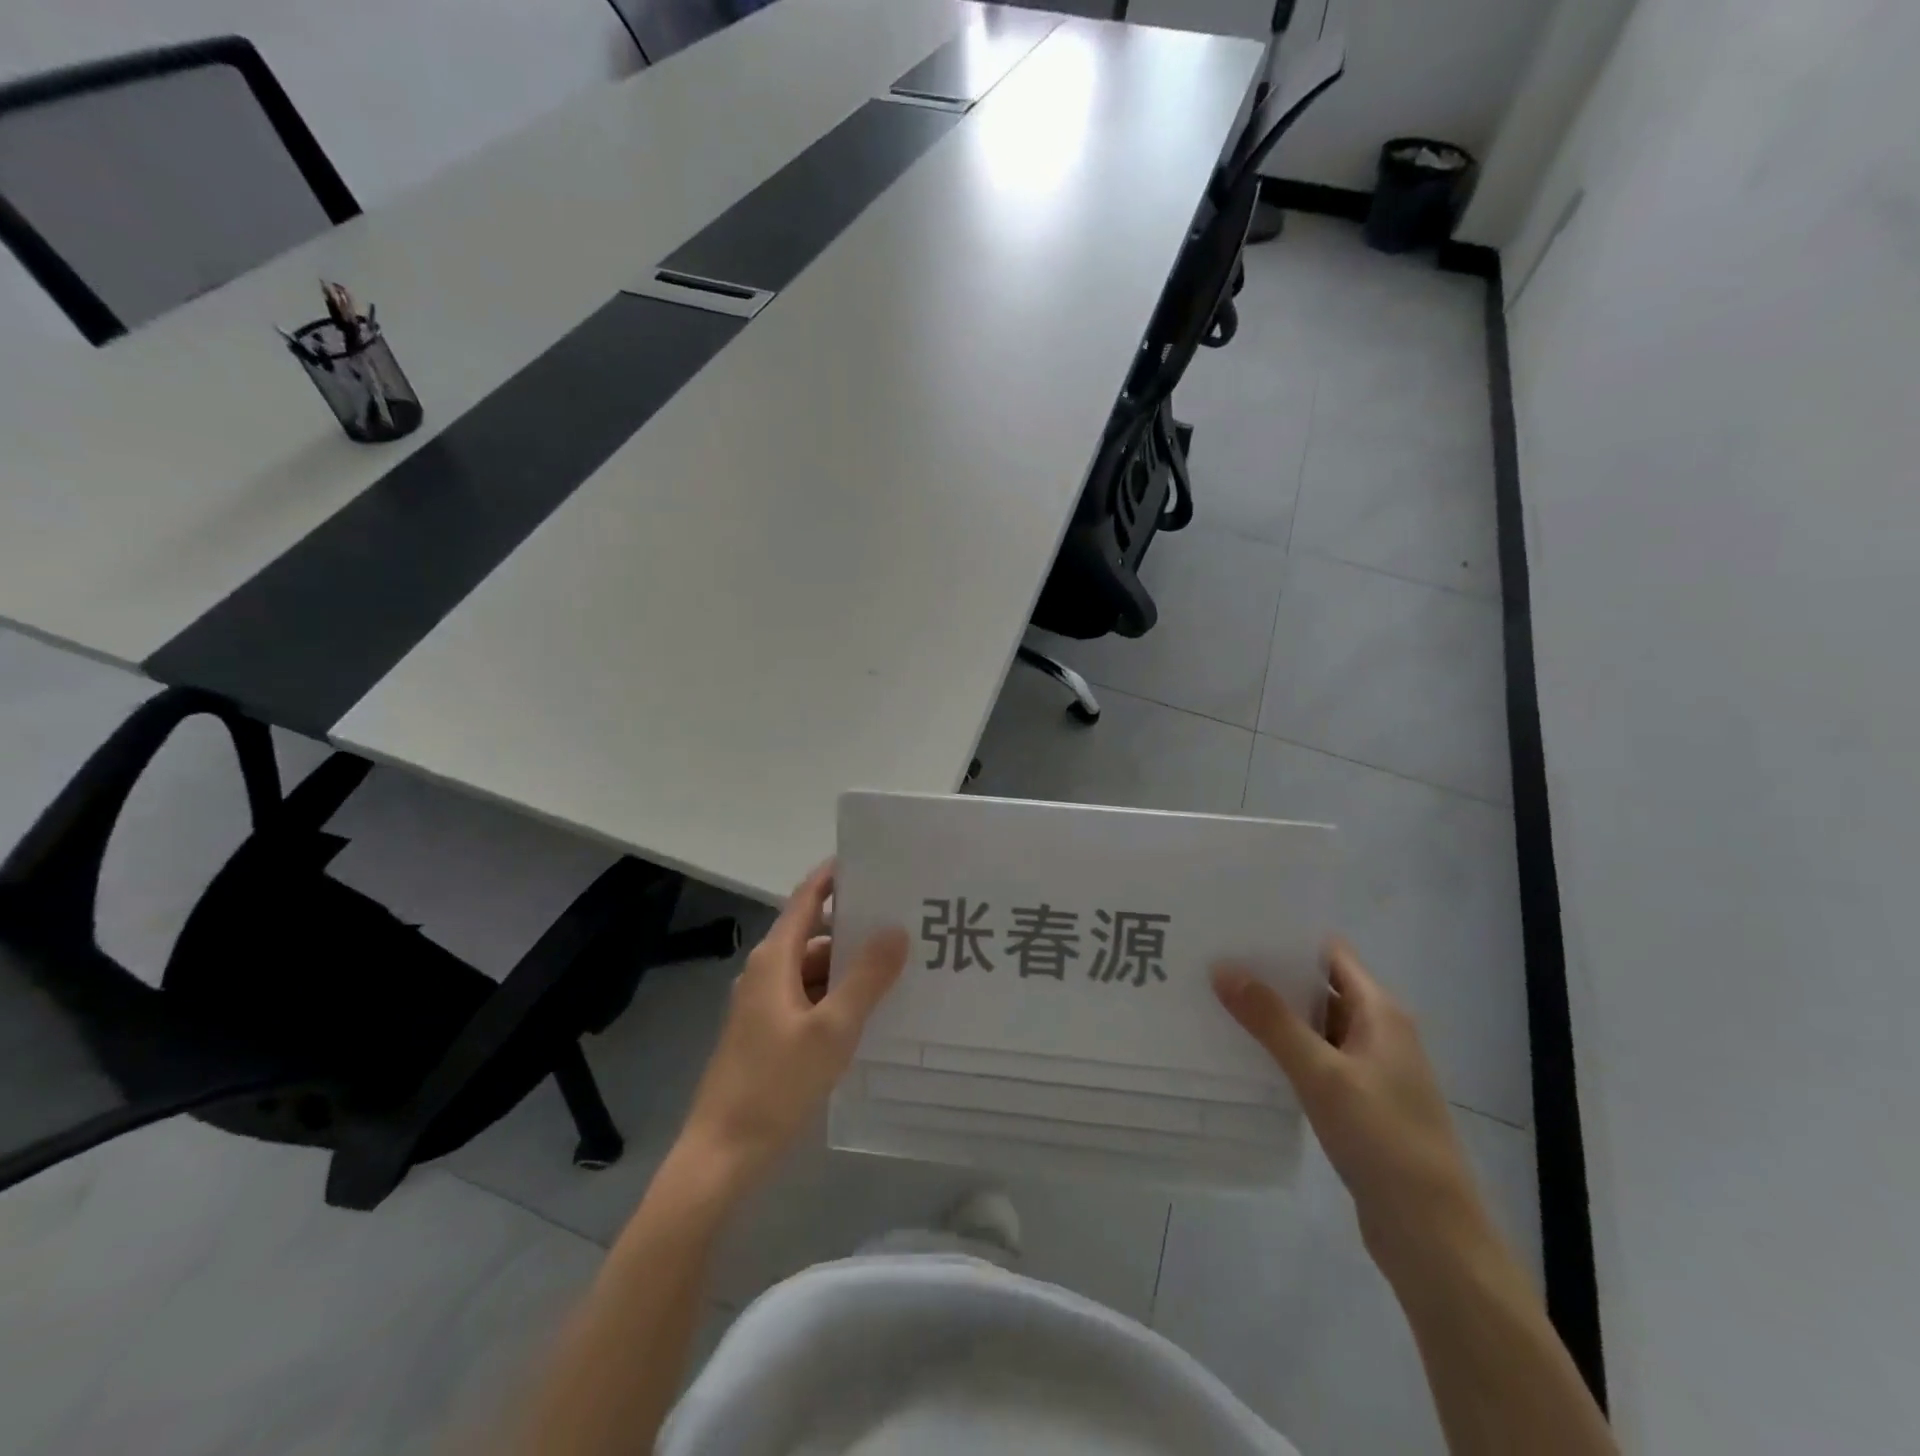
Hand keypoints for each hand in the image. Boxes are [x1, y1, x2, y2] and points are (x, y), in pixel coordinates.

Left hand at [679, 862, 906, 1188]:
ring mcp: (763, 1005)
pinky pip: (808, 998)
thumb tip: (896, 929)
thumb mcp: (832, 1029)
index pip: (806, 898)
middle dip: (856, 928)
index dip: (835, 877)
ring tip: (898, 966)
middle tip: (905, 922)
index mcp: (774, 959)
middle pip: (814, 934)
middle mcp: (766, 972)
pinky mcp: (767, 1034)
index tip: (874, 863)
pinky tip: (869, 1011)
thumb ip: (867, 977)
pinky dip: (836, 996)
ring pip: (813, 970)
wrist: (722, 1155)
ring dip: (849, 967)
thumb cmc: (775, 1084)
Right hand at [1212, 940, 1492, 1272]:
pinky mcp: (1357, 1102)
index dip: (1288, 937)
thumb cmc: (1384, 1141)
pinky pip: (1314, 1059)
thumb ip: (1272, 1021)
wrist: (1432, 1236)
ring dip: (1273, 1014)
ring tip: (1216, 998)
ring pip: (1313, 1025)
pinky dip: (1282, 1050)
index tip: (1237, 927)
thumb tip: (1222, 967)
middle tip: (1213, 960)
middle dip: (1270, 974)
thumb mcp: (1322, 1074)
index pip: (1330, 953)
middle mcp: (1378, 1031)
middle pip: (1319, 986)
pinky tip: (1242, 1051)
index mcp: (1381, 1012)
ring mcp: (1368, 1069)